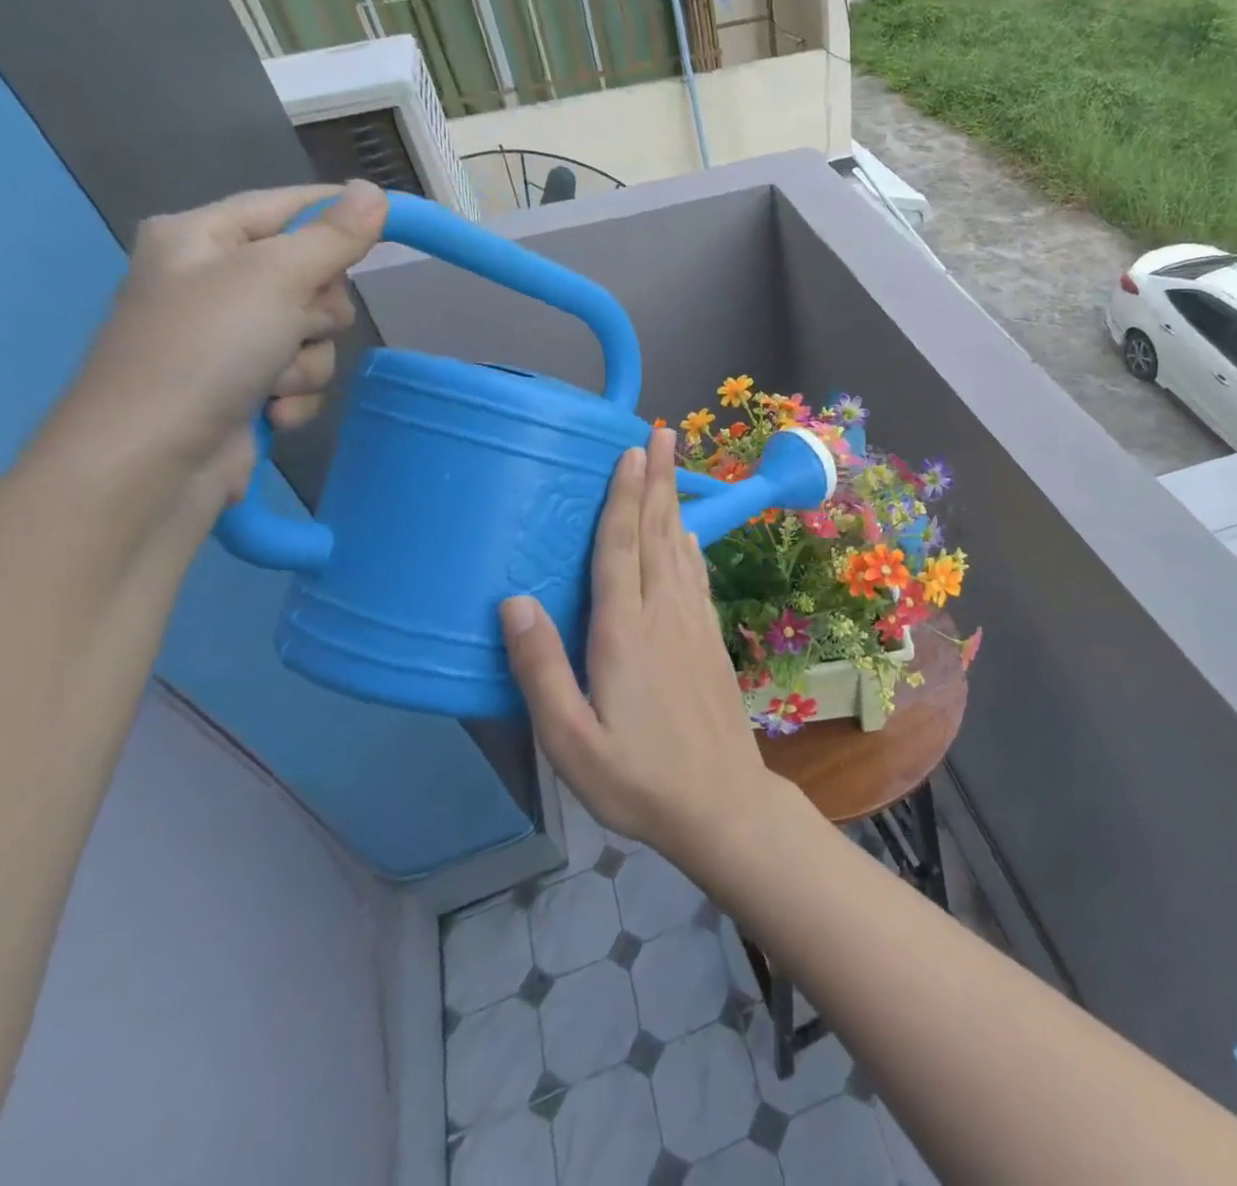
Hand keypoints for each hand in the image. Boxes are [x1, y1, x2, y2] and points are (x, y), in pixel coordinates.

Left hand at [53, 182, 385, 504]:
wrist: (156, 456)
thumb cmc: (207, 348)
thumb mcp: (275, 278)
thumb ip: (333, 237)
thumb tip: (375, 192)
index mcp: (203, 237)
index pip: (289, 205)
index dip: (340, 212)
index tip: (396, 220)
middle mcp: (215, 280)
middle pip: (313, 277)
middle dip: (318, 311)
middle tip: (294, 323)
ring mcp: (230, 337)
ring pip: (315, 334)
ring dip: (308, 362)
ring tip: (272, 381)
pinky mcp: (246, 384)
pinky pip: (303, 375)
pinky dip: (297, 395)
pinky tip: (272, 410)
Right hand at [501, 427, 781, 869]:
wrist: (721, 803)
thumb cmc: (638, 779)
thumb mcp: (570, 741)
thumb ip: (541, 670)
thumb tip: (514, 602)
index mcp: (625, 632)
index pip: (621, 548)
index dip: (624, 496)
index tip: (630, 451)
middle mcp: (664, 614)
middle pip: (658, 533)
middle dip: (657, 480)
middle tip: (661, 432)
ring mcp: (694, 624)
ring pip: (682, 547)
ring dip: (675, 501)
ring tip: (672, 464)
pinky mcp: (710, 639)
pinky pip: (698, 576)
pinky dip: (692, 544)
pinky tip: (690, 533)